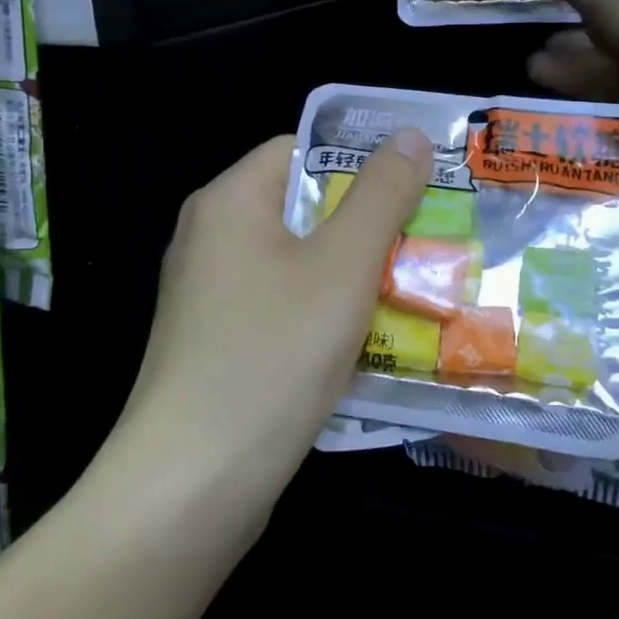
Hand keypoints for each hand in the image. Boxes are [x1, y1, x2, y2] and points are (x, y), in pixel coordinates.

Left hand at [118, 129, 434, 488]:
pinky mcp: (216, 347)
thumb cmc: (272, 355)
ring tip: (411, 296)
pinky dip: (324, 319)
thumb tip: (409, 134)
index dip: (358, 165)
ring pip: (296, 267)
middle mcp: (210, 240)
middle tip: (426, 248)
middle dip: (365, 229)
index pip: (299, 151)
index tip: (413, 193)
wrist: (192, 484)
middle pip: (300, 210)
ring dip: (351, 280)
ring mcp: (209, 298)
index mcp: (228, 202)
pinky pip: (282, 312)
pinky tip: (365, 347)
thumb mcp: (342, 267)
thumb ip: (381, 196)